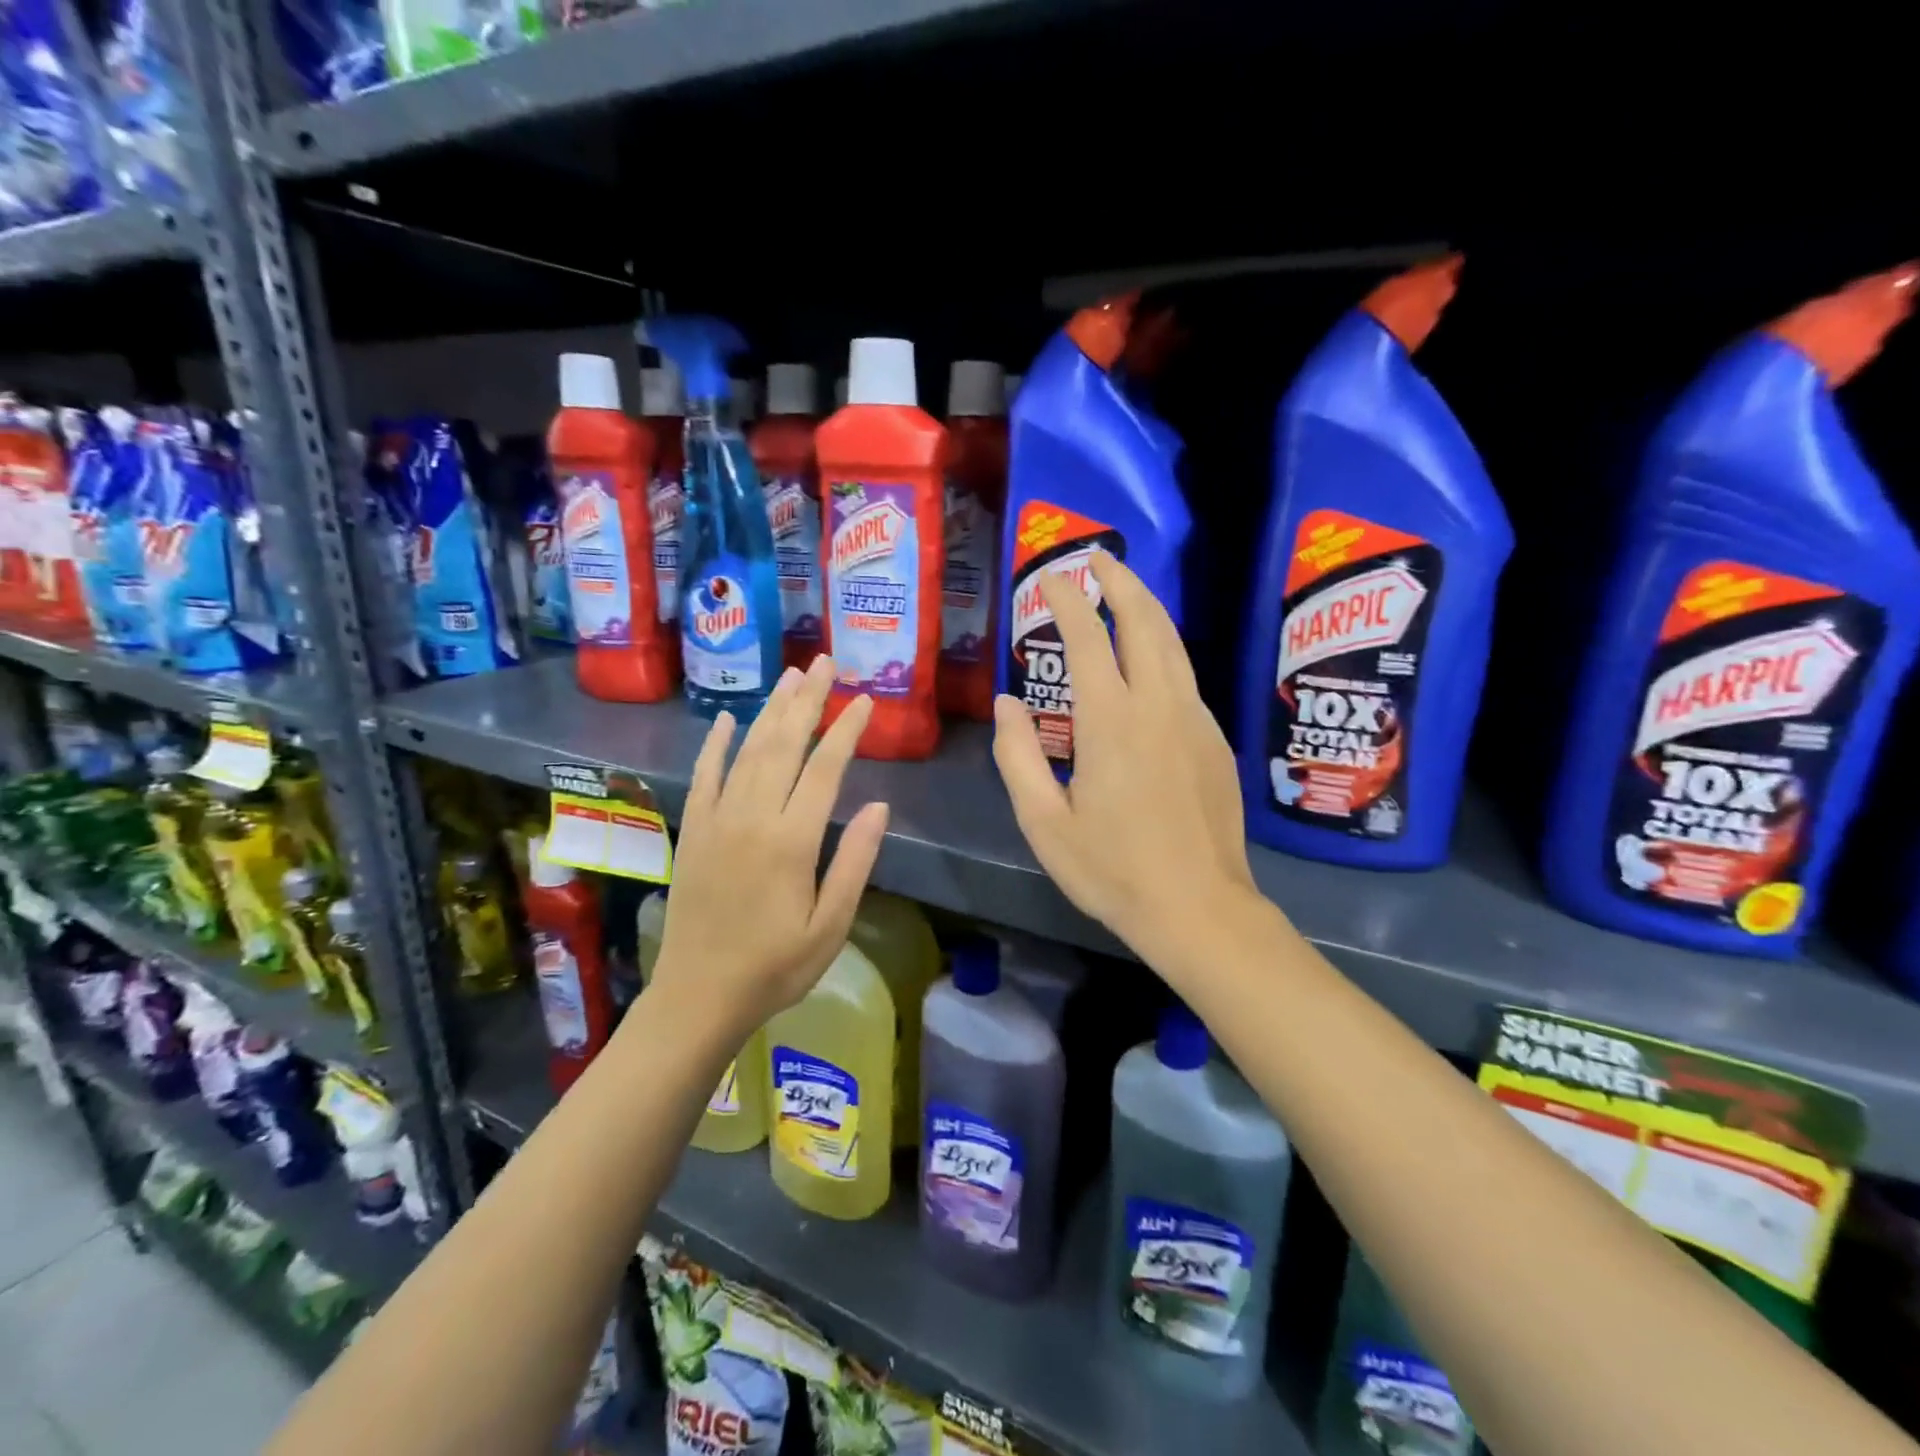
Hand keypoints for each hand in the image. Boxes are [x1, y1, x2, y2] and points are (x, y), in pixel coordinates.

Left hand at [652, 656, 888, 1037]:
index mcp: (792, 841)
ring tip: (790, 676)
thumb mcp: (830, 925)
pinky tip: (727, 720)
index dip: (846, 730)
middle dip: (808, 701)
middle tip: (825, 662)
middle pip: (784, 745)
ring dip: (770, 710)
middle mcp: (753, 818)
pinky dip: (715, 745)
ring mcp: (717, 820)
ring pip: (748, 751)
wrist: (698, 997)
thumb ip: (854, 861)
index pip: (825, 769)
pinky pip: (704, 776)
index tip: (864, 701)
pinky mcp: (694, 831)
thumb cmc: (776, 966)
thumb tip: (878, 804)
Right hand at [992, 551, 1254, 958]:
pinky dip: (1164, 651)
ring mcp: (1195, 721)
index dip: (1066, 601)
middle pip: (1144, 623)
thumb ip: (1018, 756)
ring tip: (1126, 591)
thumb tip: (1007, 703)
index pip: (1087, 639)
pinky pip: (1186, 679)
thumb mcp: (1045, 822)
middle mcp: (1159, 706)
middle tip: (1098, 559)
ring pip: (1173, 646)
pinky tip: (1149, 663)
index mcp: (1111, 722)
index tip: (1049, 578)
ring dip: (1147, 610)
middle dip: (1120, 584)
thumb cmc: (1113, 871)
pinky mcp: (1214, 741)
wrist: (1200, 909)